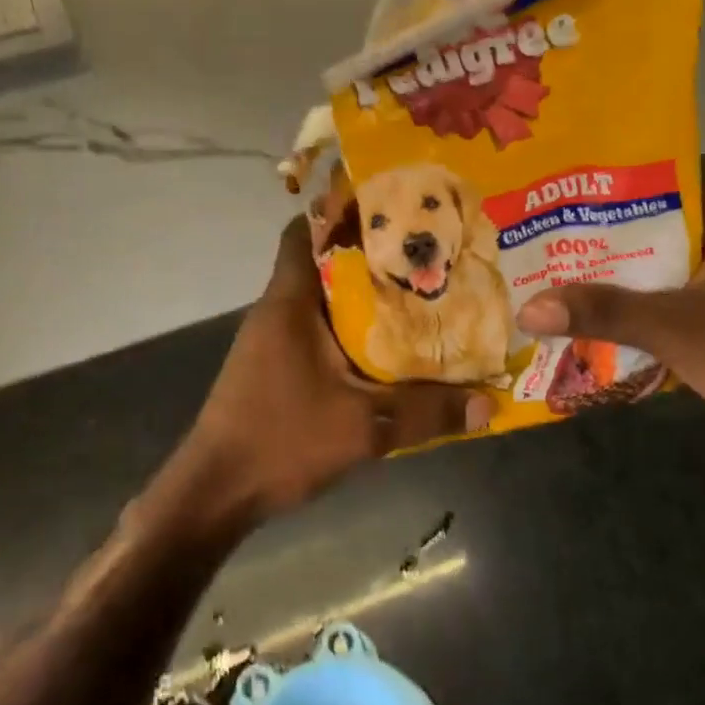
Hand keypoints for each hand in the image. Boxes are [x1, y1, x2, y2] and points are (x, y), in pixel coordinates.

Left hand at [148, 216, 489, 534]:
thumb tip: (490, 402)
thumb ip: (427, 412)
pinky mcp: (271, 367)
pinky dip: (345, 330)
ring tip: (412, 297)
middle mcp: (275, 310)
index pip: (303, 231)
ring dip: (358, 297)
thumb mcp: (364, 428)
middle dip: (367, 257)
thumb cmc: (281, 440)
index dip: (340, 213)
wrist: (214, 492)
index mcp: (289, 302)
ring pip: (319, 300)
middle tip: (420, 257)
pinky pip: (313, 330)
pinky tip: (381, 349)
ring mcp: (269, 340)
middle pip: (320, 263)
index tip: (388, 211)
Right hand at [516, 192, 704, 492]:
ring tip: (549, 273)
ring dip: (610, 277)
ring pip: (652, 268)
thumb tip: (527, 309)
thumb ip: (602, 312)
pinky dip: (631, 307)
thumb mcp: (674, 328)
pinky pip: (663, 300)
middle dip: (594, 240)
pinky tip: (587, 315)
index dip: (600, 191)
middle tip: (535, 238)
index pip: (652, 186)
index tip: (550, 195)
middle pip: (645, 230)